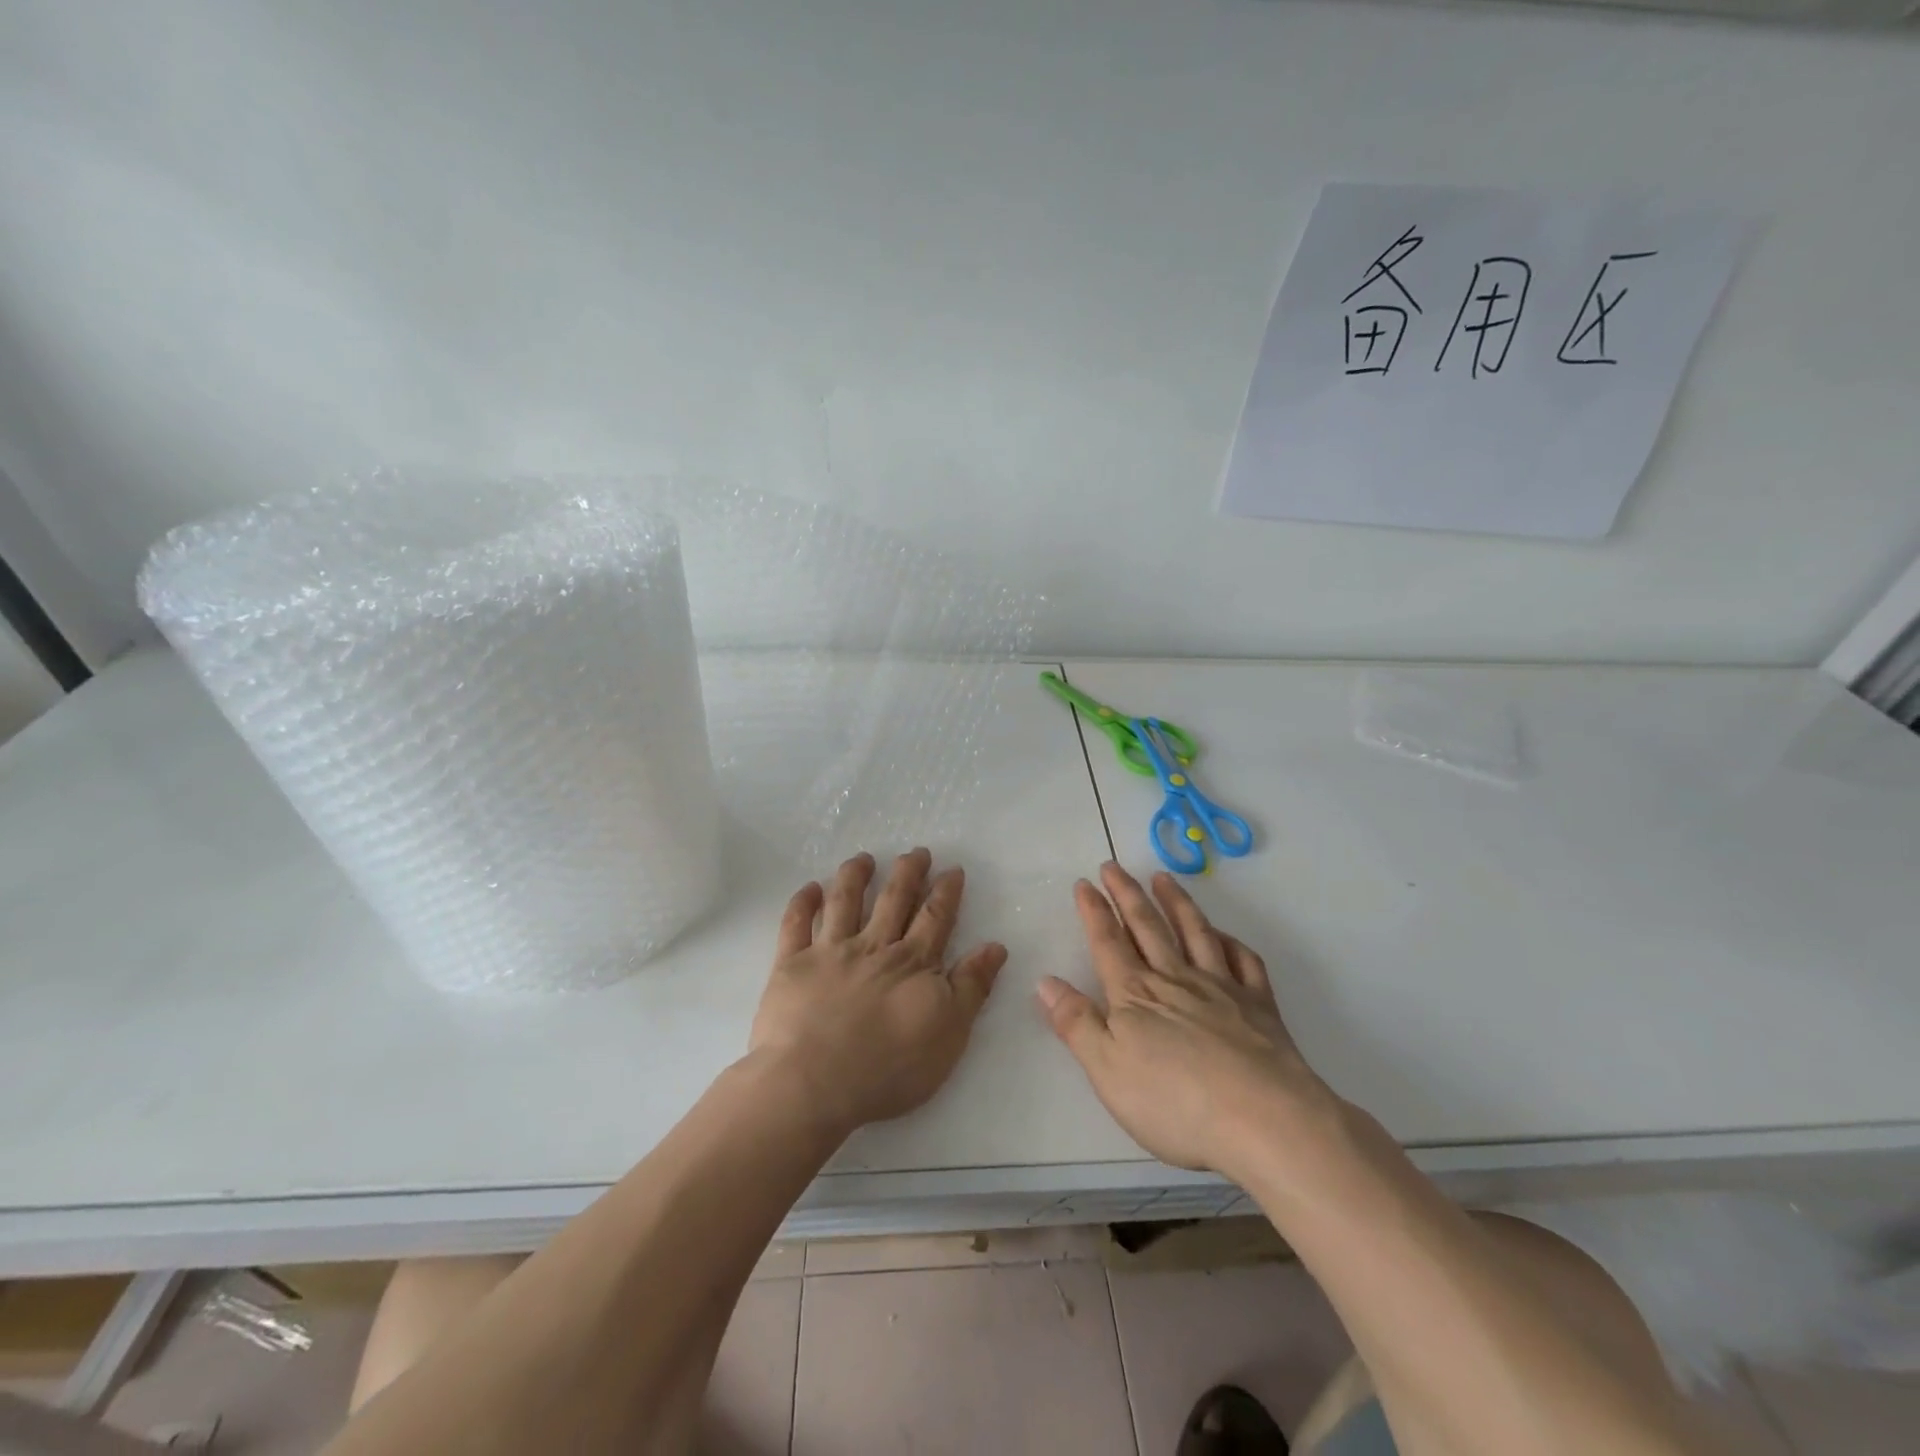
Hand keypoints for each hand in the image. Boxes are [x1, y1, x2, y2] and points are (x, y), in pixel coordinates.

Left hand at [749, 849, 1006, 1137]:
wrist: (813, 1083)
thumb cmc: (888, 1068)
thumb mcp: (949, 1034)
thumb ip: (971, 987)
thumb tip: (995, 946)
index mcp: (912, 963)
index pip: (934, 917)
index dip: (945, 891)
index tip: (952, 868)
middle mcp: (873, 947)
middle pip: (893, 899)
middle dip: (907, 872)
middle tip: (915, 851)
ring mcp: (829, 952)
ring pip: (844, 901)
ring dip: (855, 876)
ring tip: (863, 858)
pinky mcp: (792, 965)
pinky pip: (795, 924)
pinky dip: (802, 902)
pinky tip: (810, 887)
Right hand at [1036, 863, 1334, 1178]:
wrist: (1264, 1120)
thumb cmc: (1175, 1103)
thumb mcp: (1108, 1071)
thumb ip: (1076, 1023)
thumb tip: (1045, 982)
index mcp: (1135, 995)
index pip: (1108, 942)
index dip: (1093, 911)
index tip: (1084, 883)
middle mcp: (1176, 979)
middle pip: (1147, 927)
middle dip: (1127, 894)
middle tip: (1114, 865)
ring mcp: (1221, 987)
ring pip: (1195, 932)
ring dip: (1176, 903)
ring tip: (1163, 879)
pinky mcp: (1259, 1005)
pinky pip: (1244, 961)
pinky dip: (1230, 942)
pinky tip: (1223, 935)